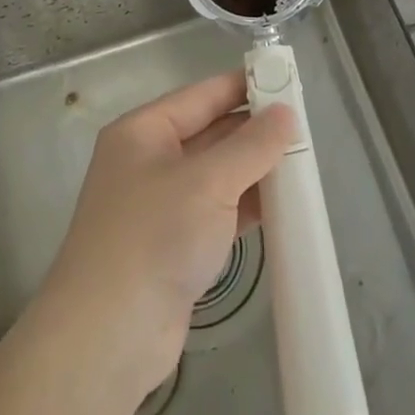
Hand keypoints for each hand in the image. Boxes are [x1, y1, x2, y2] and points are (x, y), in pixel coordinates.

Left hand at [35, 73, 293, 406]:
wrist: (110, 333)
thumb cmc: (154, 236)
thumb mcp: (208, 182)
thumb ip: (251, 146)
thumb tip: (284, 115)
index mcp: (143, 131)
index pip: (200, 95)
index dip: (242, 86)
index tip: (286, 81)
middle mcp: (148, 161)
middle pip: (209, 133)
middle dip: (254, 131)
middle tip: (305, 127)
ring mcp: (160, 205)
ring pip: (216, 175)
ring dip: (254, 170)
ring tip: (303, 163)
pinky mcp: (174, 244)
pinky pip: (217, 211)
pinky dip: (247, 206)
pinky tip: (283, 206)